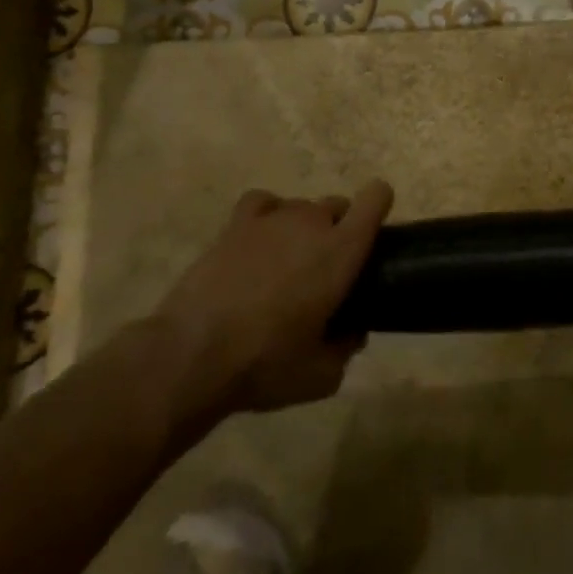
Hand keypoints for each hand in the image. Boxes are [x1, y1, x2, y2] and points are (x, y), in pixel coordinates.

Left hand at [152, 181, 393, 430]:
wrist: (192, 355)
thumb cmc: (266, 364)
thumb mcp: (321, 375)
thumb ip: (346, 348)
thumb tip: (352, 334)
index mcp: (342, 250)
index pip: (375, 198)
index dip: (380, 206)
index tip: (375, 232)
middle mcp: (311, 223)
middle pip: (337, 205)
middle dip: (338, 228)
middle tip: (325, 268)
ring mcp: (272, 219)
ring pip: (301, 206)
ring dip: (303, 228)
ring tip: (287, 262)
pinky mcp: (235, 225)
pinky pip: (263, 202)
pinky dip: (268, 215)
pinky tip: (261, 239)